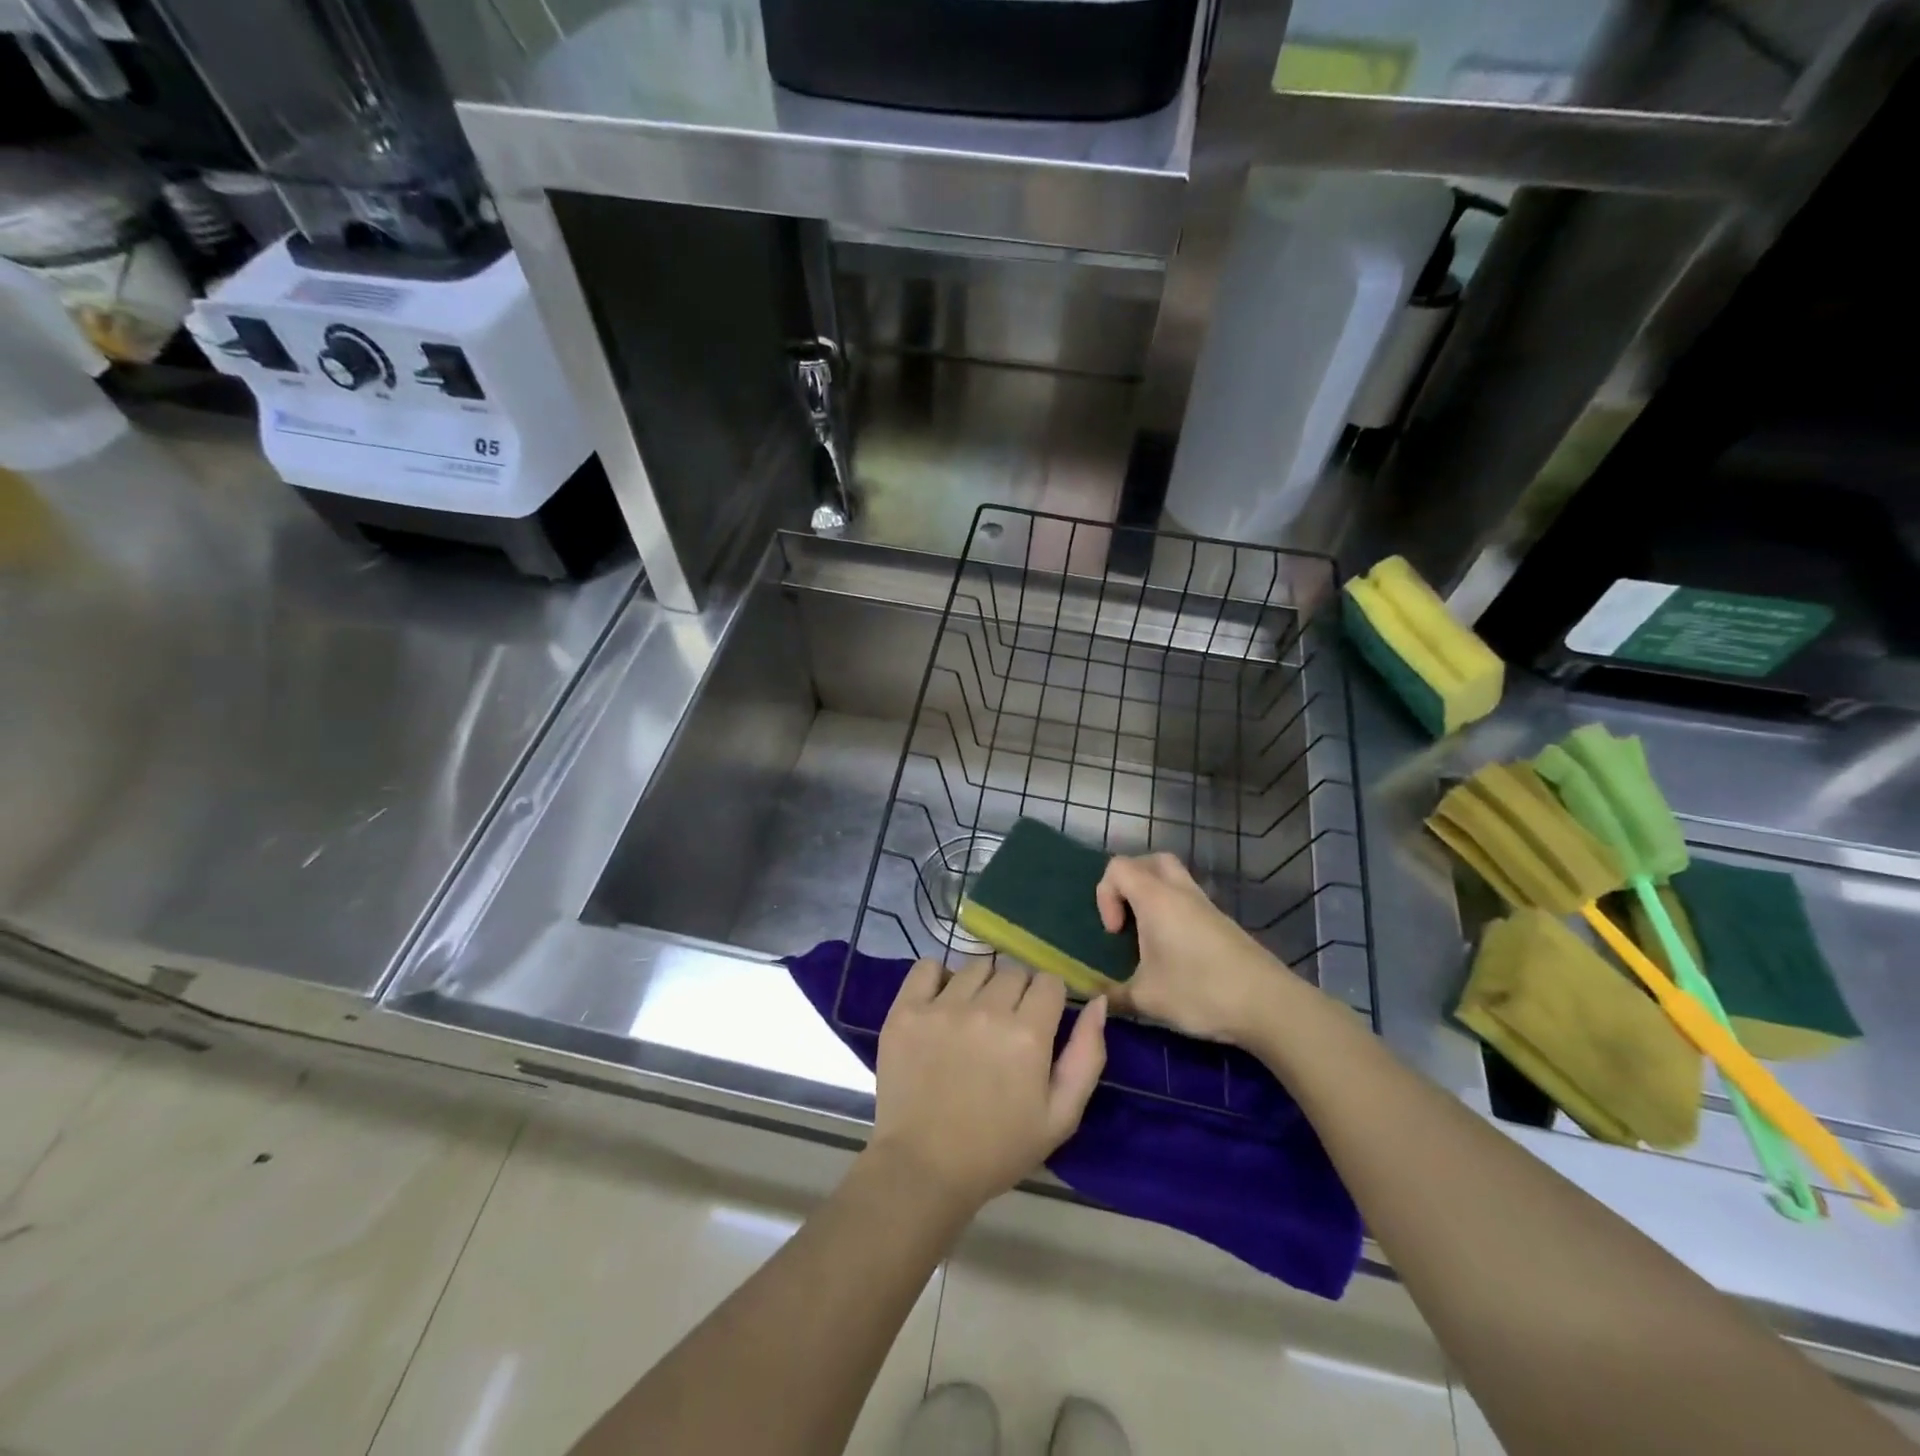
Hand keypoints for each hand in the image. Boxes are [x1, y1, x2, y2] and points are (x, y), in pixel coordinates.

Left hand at [868, 959, 1106, 1213]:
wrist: (924, 1169)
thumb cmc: (998, 1149)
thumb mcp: (1061, 1116)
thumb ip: (1087, 1055)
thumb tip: (1098, 1002)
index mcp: (1027, 1034)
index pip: (1049, 981)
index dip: (1049, 999)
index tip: (1041, 1020)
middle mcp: (986, 1010)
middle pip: (1013, 971)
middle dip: (1018, 992)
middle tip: (1007, 1026)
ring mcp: (942, 1007)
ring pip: (975, 966)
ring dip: (982, 985)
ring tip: (973, 1017)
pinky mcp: (906, 1010)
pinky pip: (927, 966)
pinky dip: (937, 976)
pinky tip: (941, 1002)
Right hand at [1097, 852, 1293, 1044]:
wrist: (1269, 1005)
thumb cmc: (1200, 992)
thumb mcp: (1147, 999)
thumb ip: (1113, 996)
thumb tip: (1096, 999)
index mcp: (1156, 899)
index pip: (1118, 868)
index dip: (1105, 894)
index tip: (1115, 932)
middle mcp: (1181, 892)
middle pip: (1150, 861)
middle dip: (1130, 883)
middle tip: (1128, 917)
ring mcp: (1206, 906)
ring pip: (1173, 878)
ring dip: (1154, 897)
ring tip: (1149, 937)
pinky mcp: (1223, 923)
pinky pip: (1189, 901)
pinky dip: (1174, 913)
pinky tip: (1175, 952)